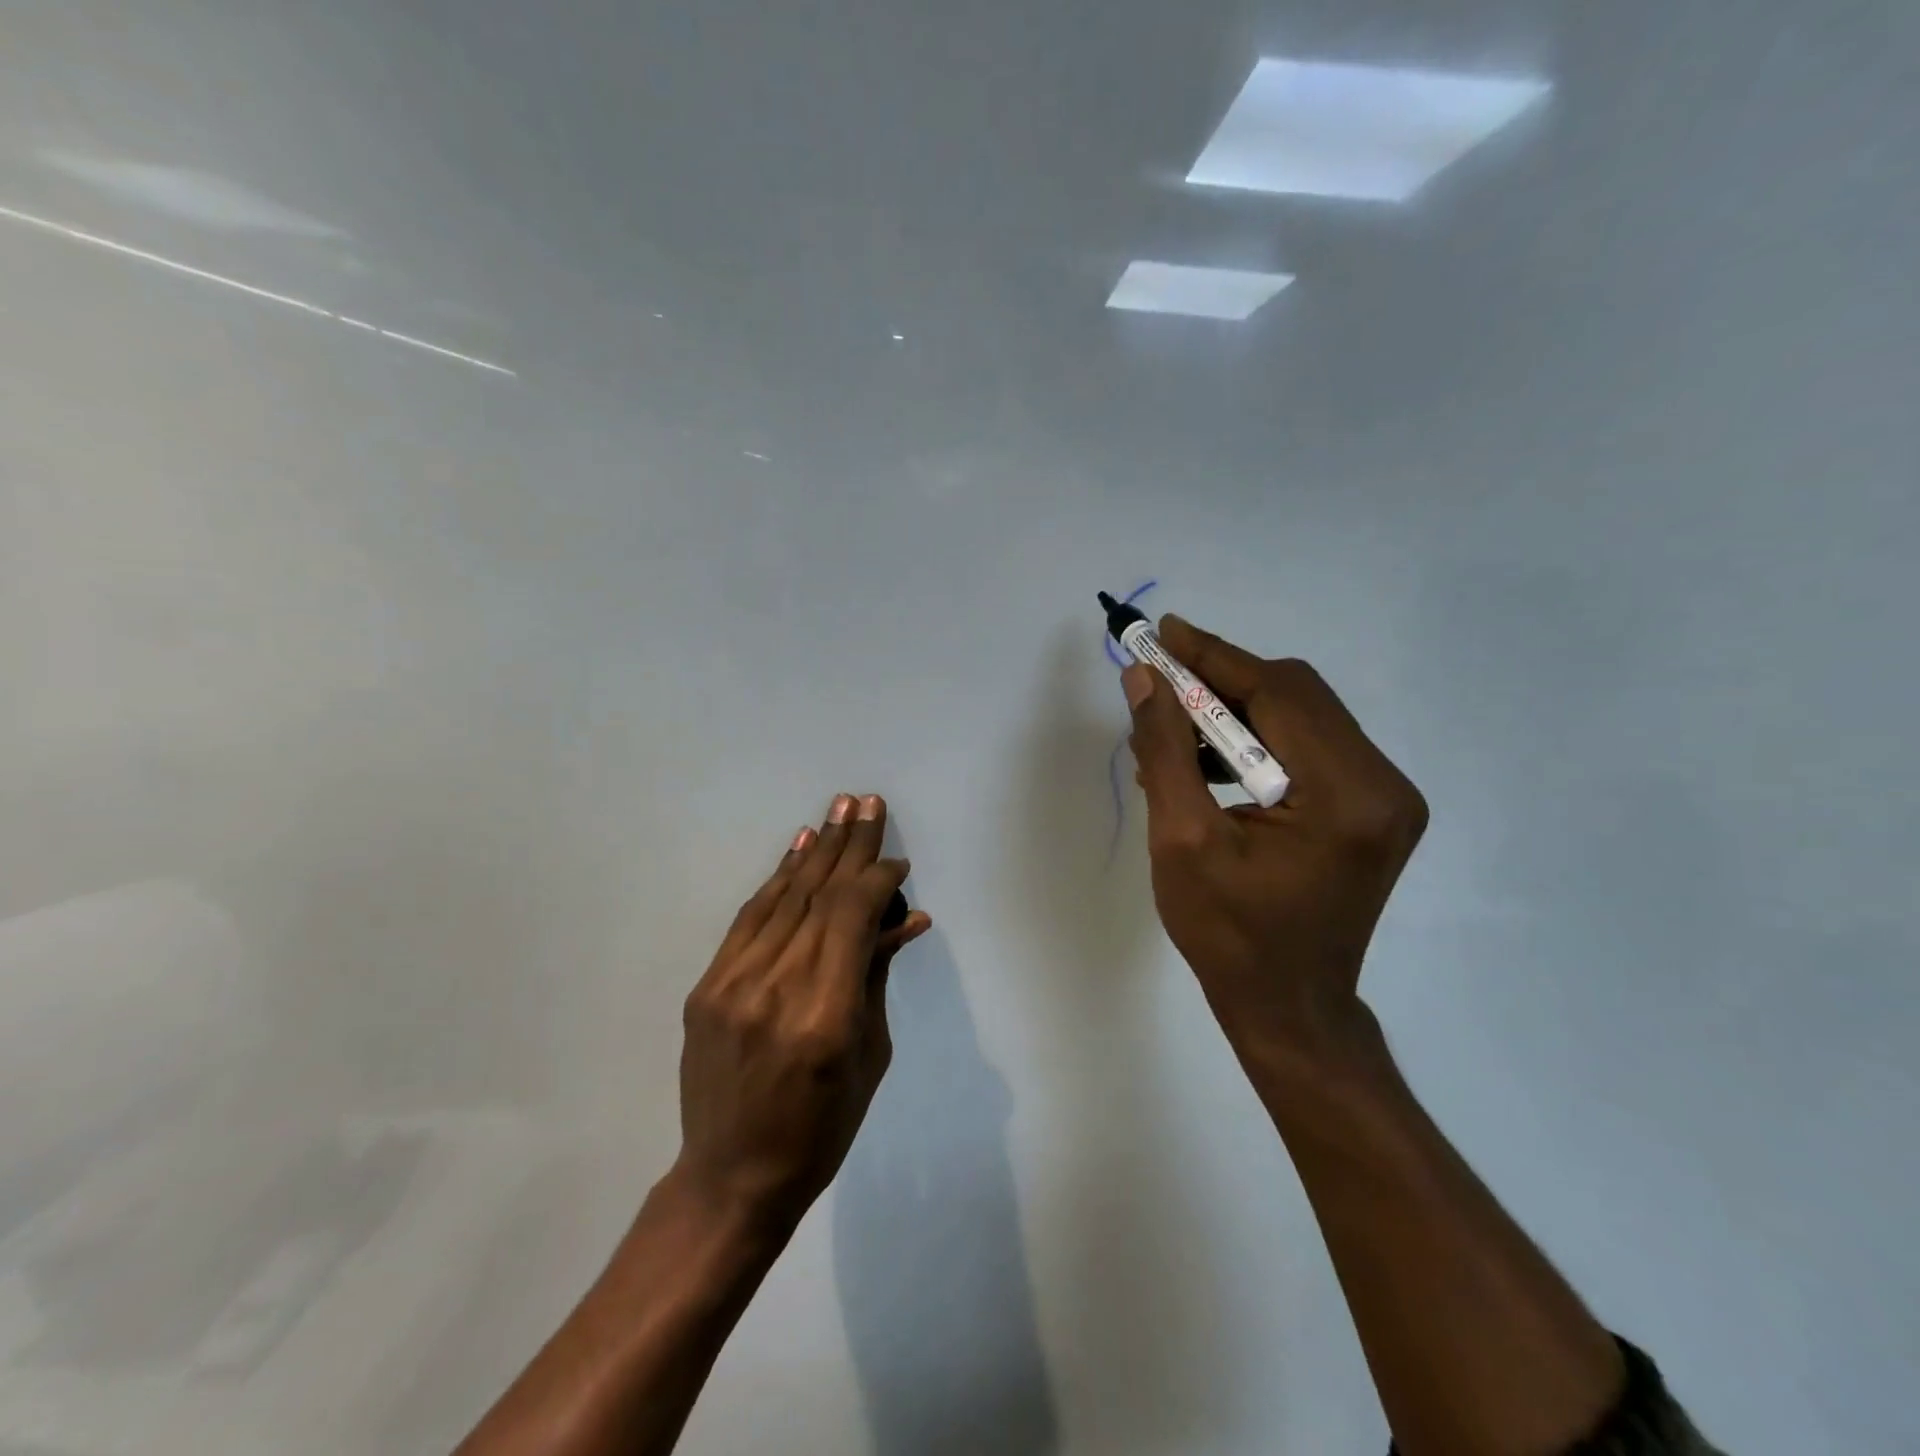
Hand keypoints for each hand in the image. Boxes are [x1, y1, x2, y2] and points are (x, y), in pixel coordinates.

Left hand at [673, 793, 930, 1228]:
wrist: (732, 1177)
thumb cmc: (821, 1129)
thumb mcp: (869, 1056)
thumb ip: (877, 976)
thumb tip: (904, 919)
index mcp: (825, 1015)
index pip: (853, 917)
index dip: (877, 879)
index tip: (897, 861)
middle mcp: (777, 987)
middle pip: (820, 895)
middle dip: (850, 844)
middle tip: (869, 802)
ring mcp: (734, 983)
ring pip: (784, 896)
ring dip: (817, 849)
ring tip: (840, 807)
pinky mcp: (709, 985)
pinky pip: (750, 917)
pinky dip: (778, 878)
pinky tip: (799, 846)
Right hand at [1123, 617, 1427, 1072]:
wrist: (1288, 1008)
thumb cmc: (1228, 936)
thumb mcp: (1181, 840)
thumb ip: (1165, 750)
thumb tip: (1144, 678)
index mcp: (1347, 795)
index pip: (1279, 694)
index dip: (1214, 657)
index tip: (1162, 632)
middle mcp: (1384, 785)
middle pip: (1297, 696)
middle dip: (1222, 681)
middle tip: (1159, 678)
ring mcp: (1385, 798)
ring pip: (1301, 718)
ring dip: (1235, 713)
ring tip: (1172, 731)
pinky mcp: (1370, 810)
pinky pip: (1308, 748)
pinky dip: (1255, 743)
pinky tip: (1205, 763)